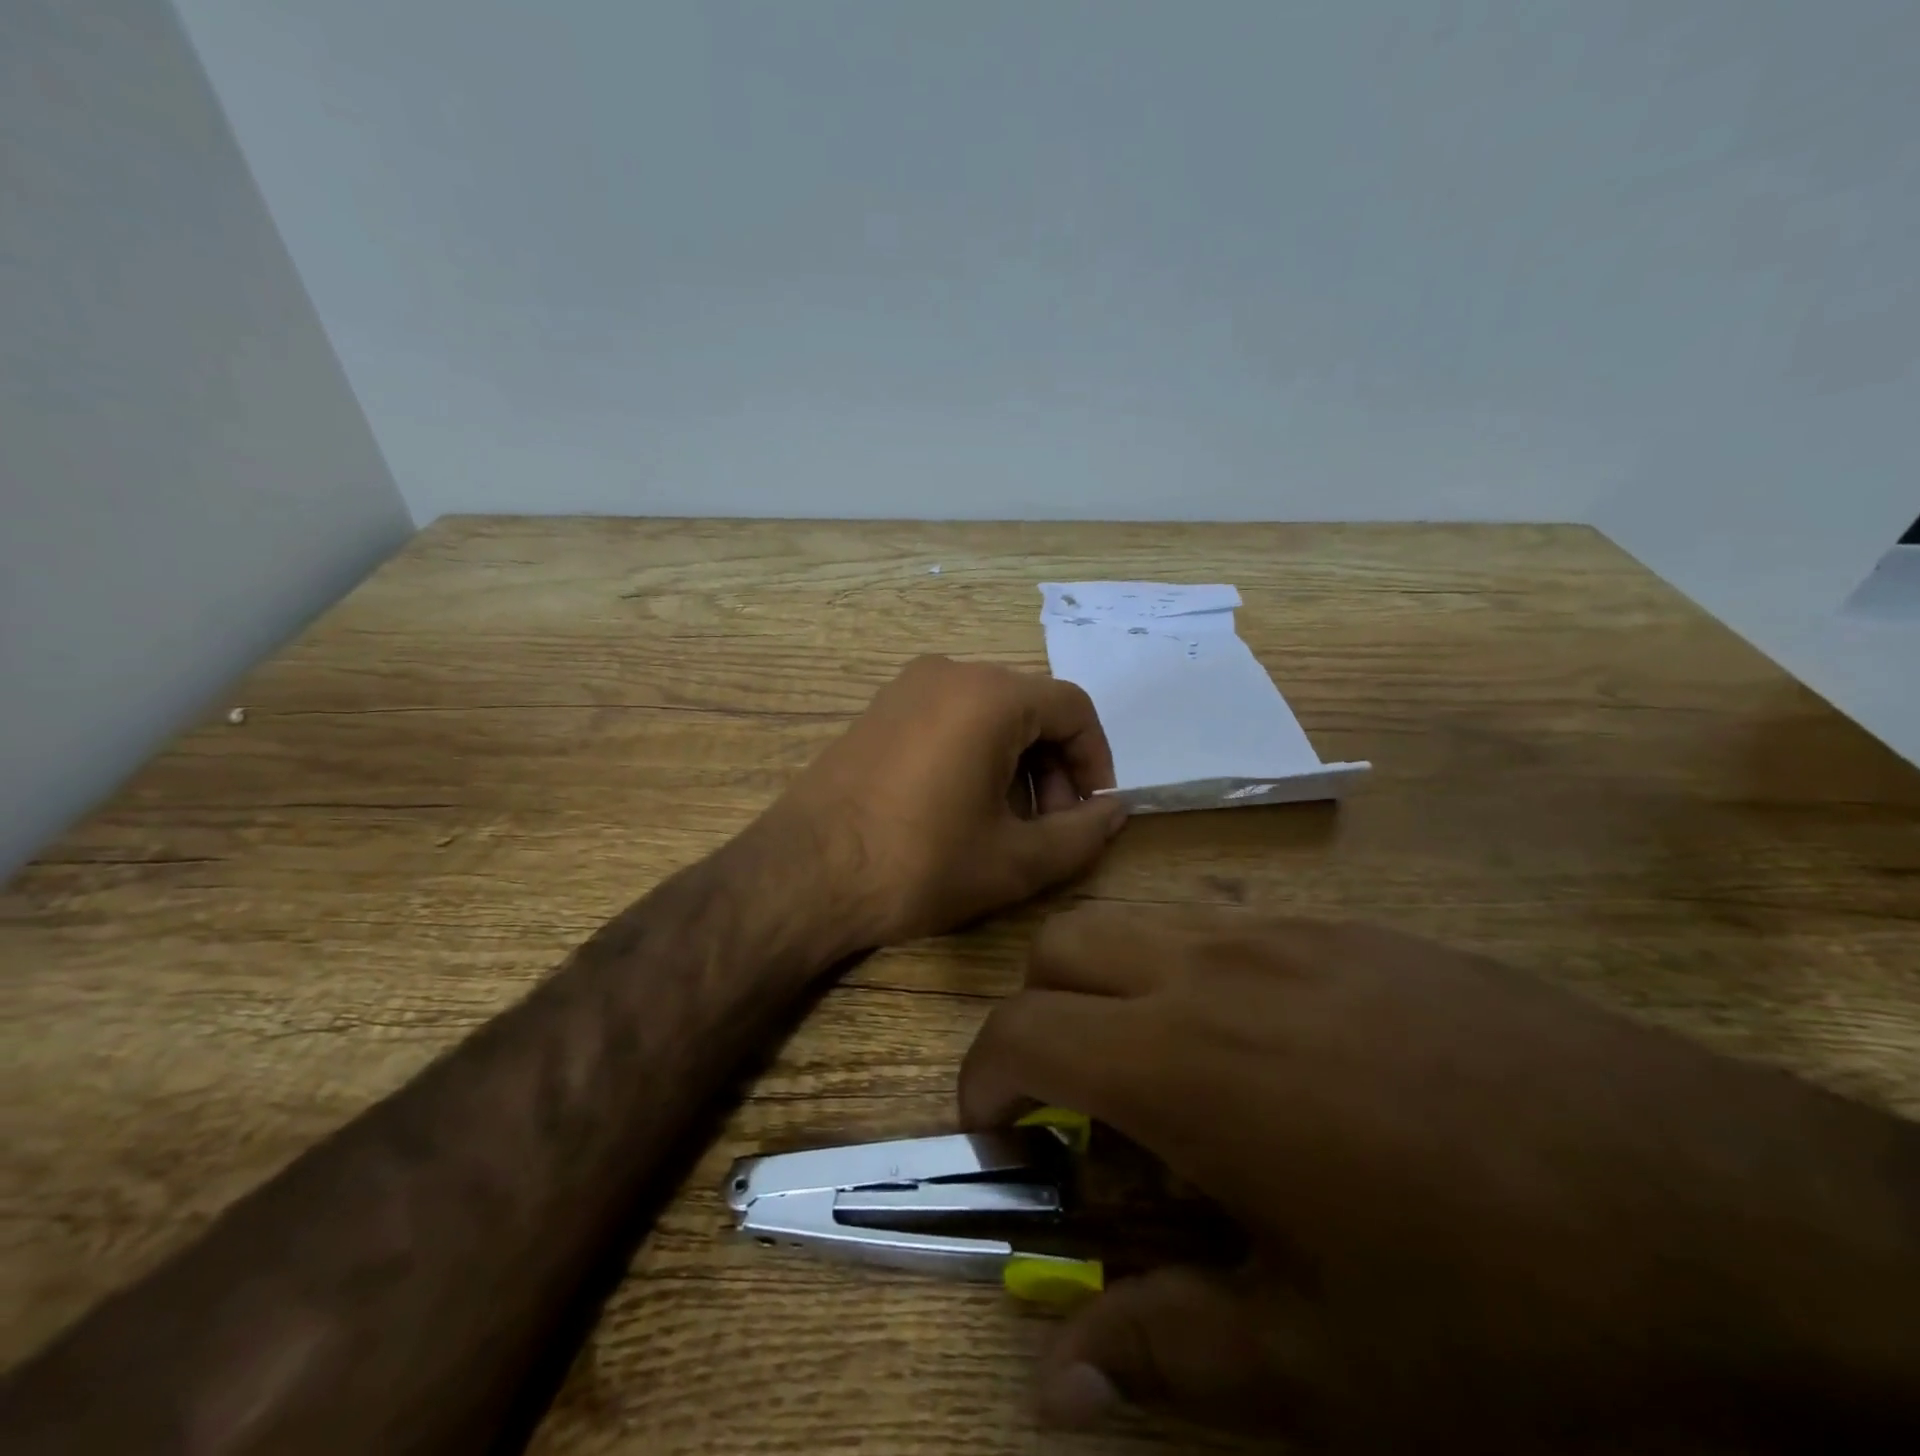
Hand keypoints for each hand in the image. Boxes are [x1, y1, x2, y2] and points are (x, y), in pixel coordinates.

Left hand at [772, 656, 1126, 948]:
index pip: (1073, 708)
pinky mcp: (878, 711)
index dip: (1096, 760)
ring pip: (990, 714)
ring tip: (1006, 825)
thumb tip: (1114, 810)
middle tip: (1049, 828)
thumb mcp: (1014, 861)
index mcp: (989, 695)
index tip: (1091, 811)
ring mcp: (906, 687)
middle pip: (1030, 708)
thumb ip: (1081, 834)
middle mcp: (949, 672)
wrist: (802, 874)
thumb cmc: (917, 864)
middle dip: (1054, 767)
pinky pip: (949, 718)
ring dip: (1015, 764)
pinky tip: (961, 809)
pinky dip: (975, 754)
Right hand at [960, 905, 1919, 1450]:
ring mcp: (1281, 933)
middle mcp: (1211, 968)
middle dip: (1037, 1017)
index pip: (1021, 1032)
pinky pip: (1221, 921)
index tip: (1003, 1143)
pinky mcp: (1344, 928)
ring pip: (1136, 919)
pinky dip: (1190, 968)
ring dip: (1109, 984)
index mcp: (1184, 1060)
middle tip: (1080, 1106)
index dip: (984, 1086)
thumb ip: (1167, 1353)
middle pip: (1062, 946)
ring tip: (1164, 1072)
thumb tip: (1052, 1380)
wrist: (1722, 1203)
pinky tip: (1265, 1046)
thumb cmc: (1503, 1303)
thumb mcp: (1327, 1366)